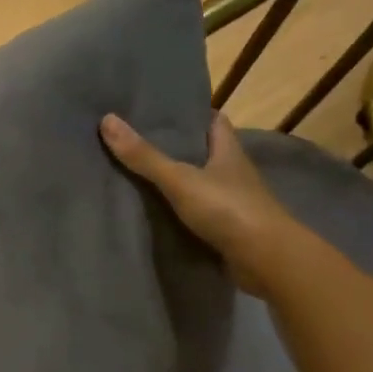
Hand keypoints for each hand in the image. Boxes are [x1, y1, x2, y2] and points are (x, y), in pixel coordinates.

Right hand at [100, 111, 304, 294]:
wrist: (265, 259)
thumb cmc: (228, 209)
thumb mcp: (180, 179)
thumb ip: (145, 156)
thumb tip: (107, 120)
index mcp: (228, 150)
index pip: (213, 121)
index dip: (192, 114)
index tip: (163, 112)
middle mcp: (234, 172)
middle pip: (205, 152)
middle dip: (179, 148)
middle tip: (141, 143)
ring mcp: (233, 203)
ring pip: (203, 184)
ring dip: (180, 182)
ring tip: (142, 177)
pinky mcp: (229, 230)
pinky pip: (201, 214)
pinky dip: (183, 212)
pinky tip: (160, 214)